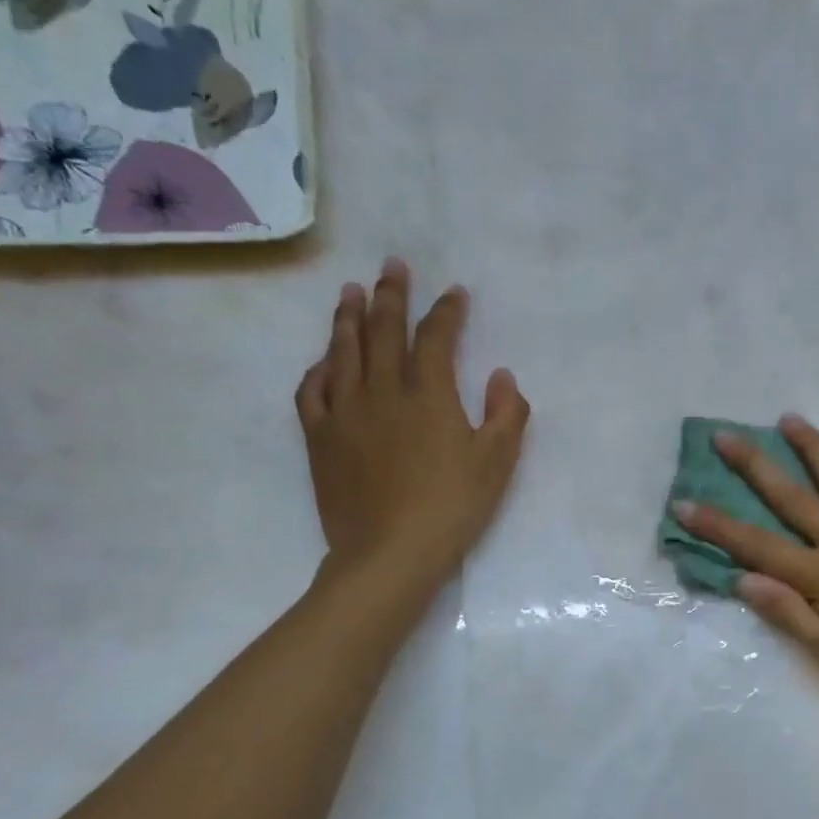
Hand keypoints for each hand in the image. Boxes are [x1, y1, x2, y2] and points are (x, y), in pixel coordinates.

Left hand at [296, 259, 528, 590]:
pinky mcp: (320, 438)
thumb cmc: (452, 509)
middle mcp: (382, 390)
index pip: (436, 337)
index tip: (454, 292)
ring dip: (348, 317)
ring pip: (343, 350)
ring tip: (350, 291)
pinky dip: (318, 368)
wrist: (390, 553)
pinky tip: (323, 360)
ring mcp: (345, 412)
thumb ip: (507, 415)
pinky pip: (312, 390)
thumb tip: (502, 376)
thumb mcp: (497, 464)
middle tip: (392, 265)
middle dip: (391, 294)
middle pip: (383, 330)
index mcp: (429, 394)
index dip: (446, 311)